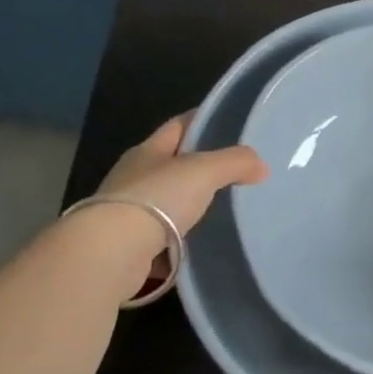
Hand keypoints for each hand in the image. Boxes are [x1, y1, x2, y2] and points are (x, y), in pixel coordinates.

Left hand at [82, 114, 268, 280]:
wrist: (112, 253)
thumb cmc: (157, 199)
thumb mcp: (203, 171)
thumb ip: (234, 162)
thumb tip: (261, 166)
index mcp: (147, 151)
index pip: (177, 126)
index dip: (201, 120)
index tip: (227, 123)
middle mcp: (133, 177)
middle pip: (170, 164)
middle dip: (197, 166)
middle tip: (232, 171)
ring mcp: (127, 213)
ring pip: (165, 202)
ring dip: (186, 204)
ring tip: (220, 209)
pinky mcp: (128, 246)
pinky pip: (161, 237)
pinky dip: (178, 239)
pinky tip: (198, 244)